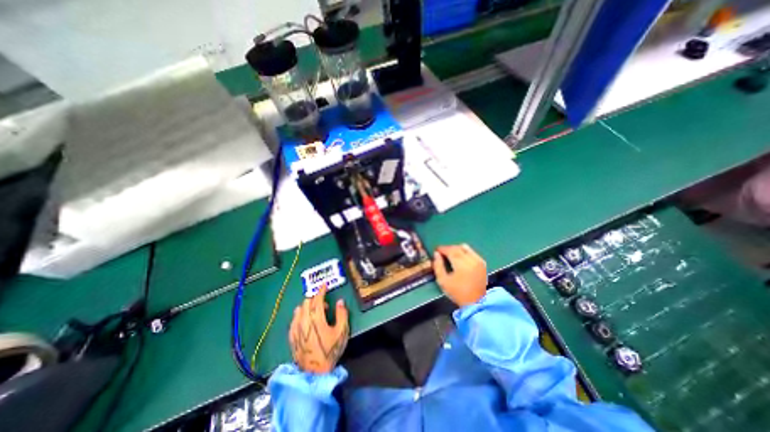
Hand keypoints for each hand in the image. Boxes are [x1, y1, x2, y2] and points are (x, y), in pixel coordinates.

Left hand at [287, 284, 351, 373]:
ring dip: (307, 306)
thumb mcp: (341, 332)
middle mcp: (304, 321)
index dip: (321, 291)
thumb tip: (340, 301)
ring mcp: (296, 329)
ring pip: (299, 310)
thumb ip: (342, 314)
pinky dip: (300, 315)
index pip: (317, 299)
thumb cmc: (330, 351)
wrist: (314, 373)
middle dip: (315, 299)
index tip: (324, 286)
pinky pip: (294, 319)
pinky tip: (306, 321)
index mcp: (316, 319)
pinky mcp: (291, 336)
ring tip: (316, 314)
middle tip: (325, 305)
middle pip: (306, 302)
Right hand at [433, 245, 485, 308]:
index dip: (442, 248)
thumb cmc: (457, 292)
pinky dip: (465, 252)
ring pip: (465, 248)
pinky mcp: (482, 263)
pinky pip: (472, 252)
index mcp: (461, 264)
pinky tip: (461, 258)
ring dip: (457, 249)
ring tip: (451, 254)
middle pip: (457, 248)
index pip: (450, 250)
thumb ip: (438, 266)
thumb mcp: (443, 281)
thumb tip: (436, 254)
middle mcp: (471, 260)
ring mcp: (478, 261)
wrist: (475, 302)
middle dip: (448, 248)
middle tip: (442, 252)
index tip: (436, 250)